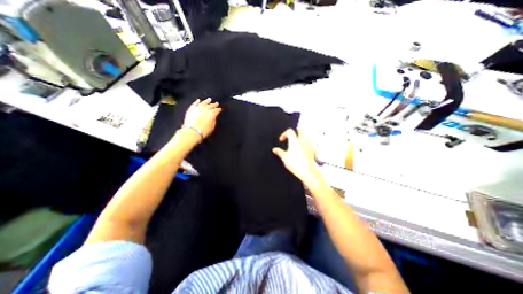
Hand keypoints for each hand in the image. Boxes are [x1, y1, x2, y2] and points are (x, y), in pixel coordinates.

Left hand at [183, 99, 220, 138]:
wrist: (193, 131)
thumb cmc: (203, 130)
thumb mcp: (212, 127)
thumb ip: (213, 120)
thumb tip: (213, 117)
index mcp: (212, 114)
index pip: (217, 110)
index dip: (219, 109)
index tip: (220, 109)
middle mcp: (205, 109)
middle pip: (211, 105)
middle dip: (214, 104)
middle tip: (216, 103)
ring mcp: (198, 108)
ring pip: (203, 103)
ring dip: (207, 101)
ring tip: (209, 99)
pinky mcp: (191, 109)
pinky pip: (195, 103)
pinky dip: (197, 101)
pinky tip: (198, 100)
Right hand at [272, 128, 320, 182]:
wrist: (307, 171)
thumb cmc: (296, 164)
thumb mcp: (284, 158)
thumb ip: (279, 152)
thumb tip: (275, 149)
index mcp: (294, 141)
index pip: (290, 131)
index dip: (284, 134)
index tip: (281, 140)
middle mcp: (302, 141)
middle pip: (301, 129)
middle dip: (296, 131)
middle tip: (291, 136)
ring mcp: (309, 145)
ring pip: (307, 135)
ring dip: (302, 136)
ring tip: (297, 141)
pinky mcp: (312, 150)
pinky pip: (310, 143)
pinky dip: (306, 143)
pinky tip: (303, 148)